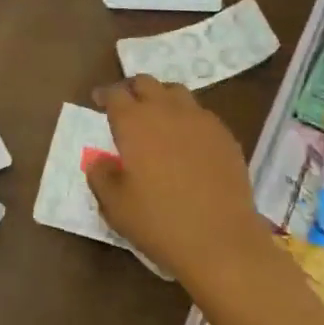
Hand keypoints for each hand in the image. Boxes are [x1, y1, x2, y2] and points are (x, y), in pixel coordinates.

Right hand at [85, 76, 270, 285]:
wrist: (221, 241)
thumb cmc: (159, 222)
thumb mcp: (115, 205)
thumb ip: (101, 175)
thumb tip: (99, 159)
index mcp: (134, 122)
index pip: (115, 94)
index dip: (104, 94)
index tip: (98, 100)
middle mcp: (166, 110)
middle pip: (146, 83)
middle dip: (132, 89)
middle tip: (126, 105)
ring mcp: (200, 120)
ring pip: (176, 92)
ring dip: (162, 98)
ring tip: (158, 117)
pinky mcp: (225, 135)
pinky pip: (201, 114)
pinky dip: (188, 118)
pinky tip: (188, 140)